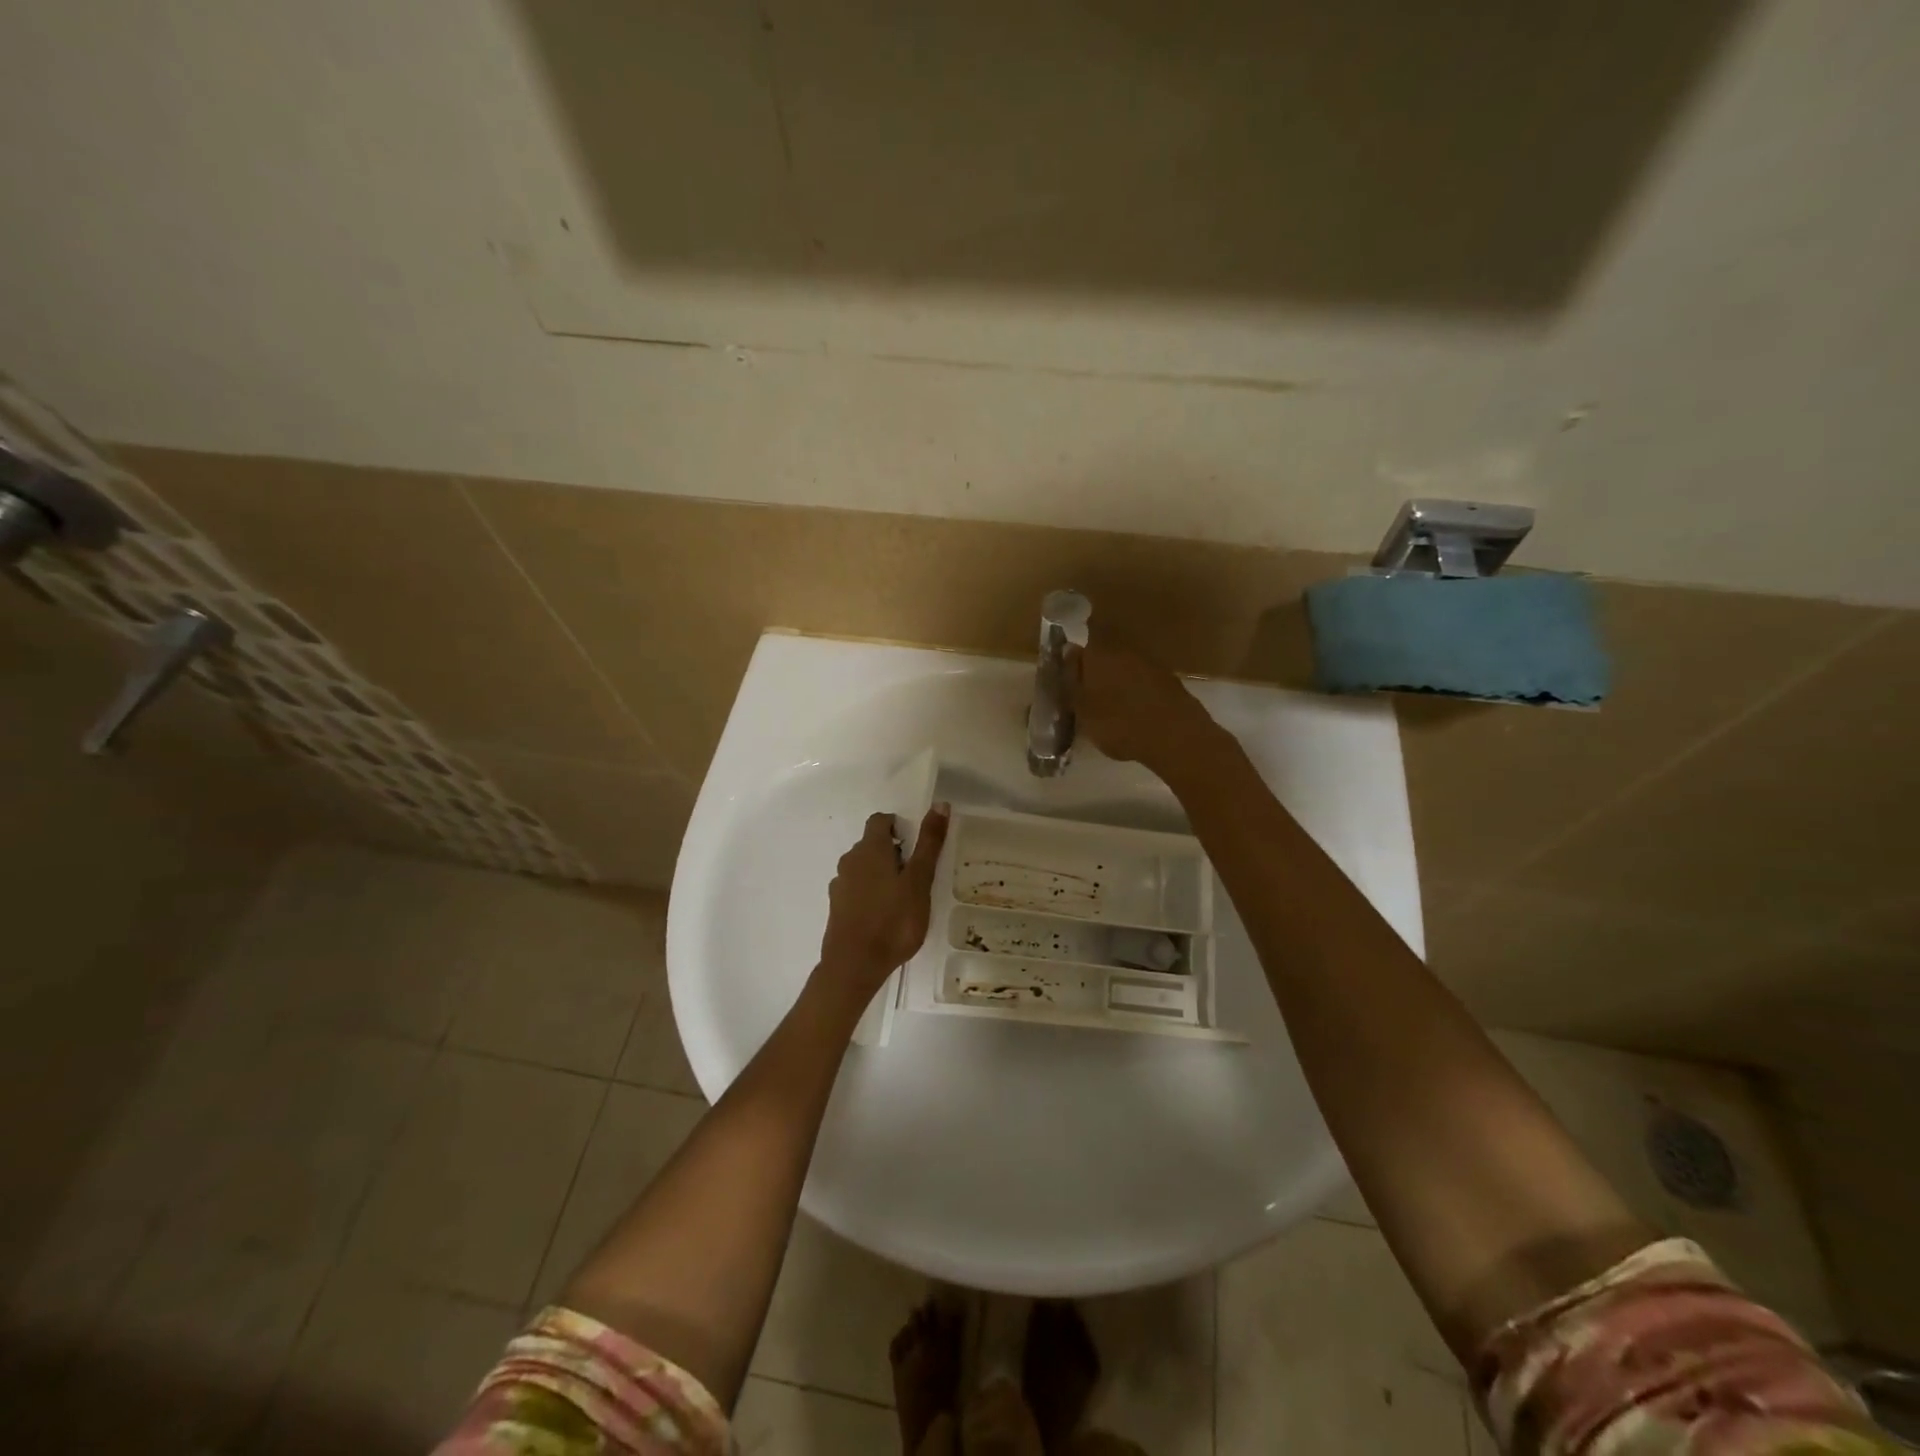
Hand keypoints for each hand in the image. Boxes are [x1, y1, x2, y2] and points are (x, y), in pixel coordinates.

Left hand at [818, 803, 951, 995]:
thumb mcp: (919, 881)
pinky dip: (870, 893)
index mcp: (870, 849)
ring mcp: (840, 885)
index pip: (880, 820)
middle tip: (917, 876)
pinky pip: (856, 889)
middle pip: (872, 844)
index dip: (899, 826)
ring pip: (864, 868)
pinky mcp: (837, 907)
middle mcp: (850, 860)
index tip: (917, 847)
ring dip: (882, 874)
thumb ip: (929, 843)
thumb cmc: (893, 920)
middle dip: (894, 852)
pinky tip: (885, 915)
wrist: (854, 965)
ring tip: (903, 898)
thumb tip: (940, 804)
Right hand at [1068, 635, 1222, 776]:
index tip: (1066, 676)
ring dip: (1116, 682)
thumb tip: (1068, 654)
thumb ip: (1072, 683)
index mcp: (1098, 653)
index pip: (1080, 644)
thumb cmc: (1118, 723)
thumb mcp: (1083, 710)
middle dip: (1095, 671)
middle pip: (1104, 655)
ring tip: (1109, 708)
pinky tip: (1133, 713)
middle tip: (1085, 695)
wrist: (1175, 736)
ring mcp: (1150, 664)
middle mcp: (1124, 650)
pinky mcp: (1169, 681)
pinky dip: (1136, 693)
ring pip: (1125, 667)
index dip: (1072, 659)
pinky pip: (1143, 682)